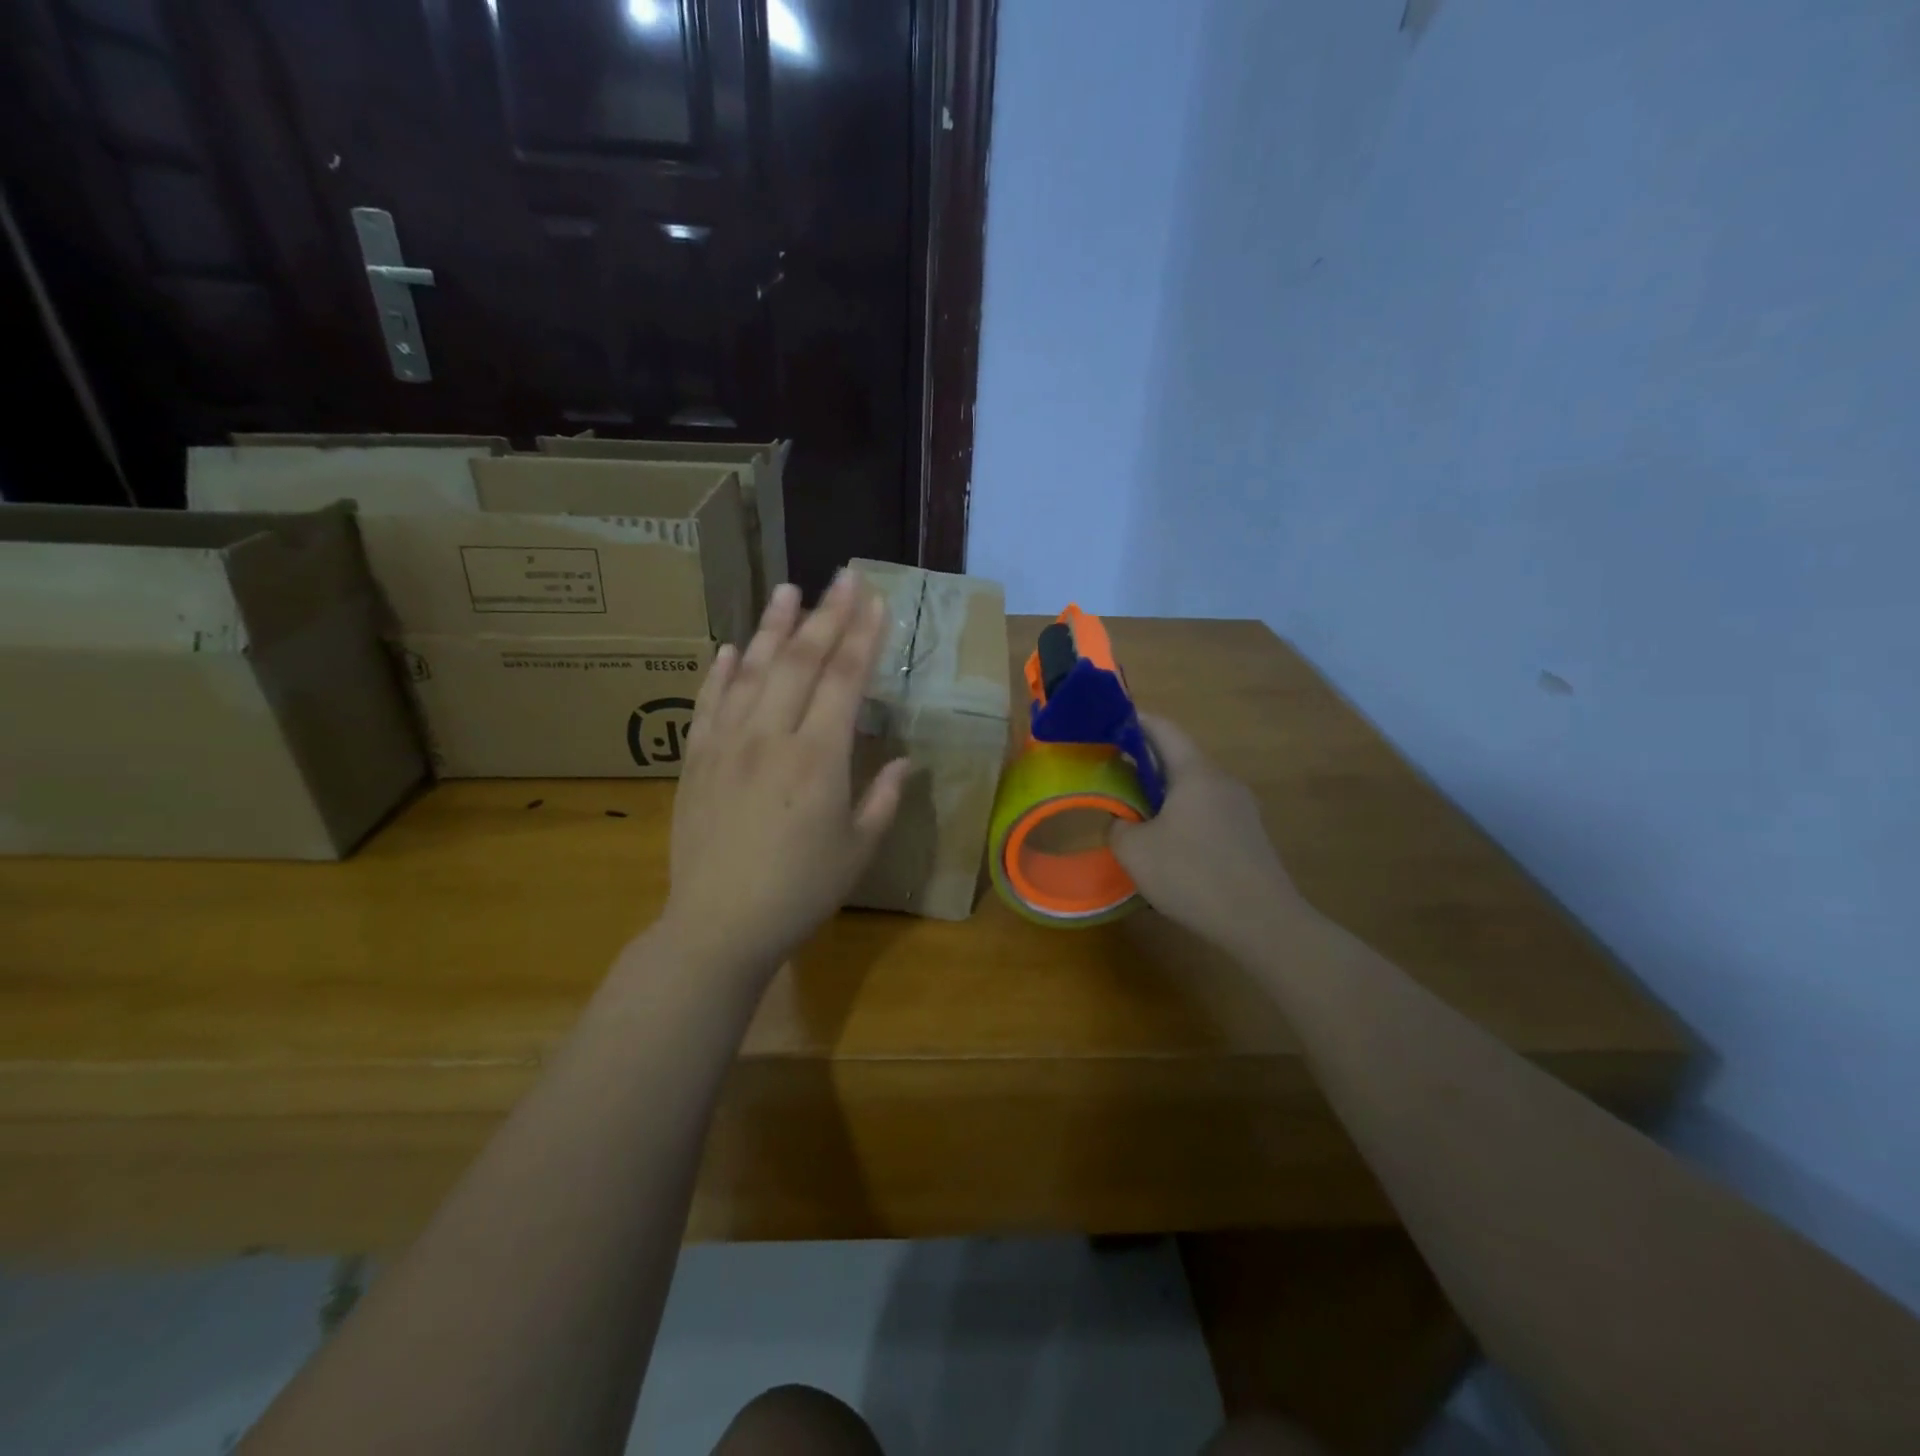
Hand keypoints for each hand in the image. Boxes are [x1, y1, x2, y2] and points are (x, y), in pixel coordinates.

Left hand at [660, 571, 909, 976]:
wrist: (718, 926)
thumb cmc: (800, 892)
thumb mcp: (858, 850)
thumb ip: (883, 797)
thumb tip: (903, 759)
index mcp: (817, 758)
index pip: (844, 681)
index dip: (863, 637)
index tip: (876, 601)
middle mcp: (771, 738)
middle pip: (799, 662)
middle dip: (826, 616)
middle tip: (843, 578)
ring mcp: (727, 745)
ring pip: (750, 672)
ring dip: (771, 628)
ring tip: (787, 590)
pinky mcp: (696, 761)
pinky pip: (708, 705)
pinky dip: (719, 673)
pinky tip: (728, 649)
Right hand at [1108, 714, 1307, 955]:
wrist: (1262, 922)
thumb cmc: (1192, 875)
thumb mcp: (1135, 851)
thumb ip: (1118, 827)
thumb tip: (1122, 821)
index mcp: (1196, 773)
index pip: (1162, 729)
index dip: (1133, 722)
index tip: (1106, 725)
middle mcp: (1222, 781)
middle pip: (1179, 758)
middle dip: (1143, 761)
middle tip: (1111, 773)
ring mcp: (1241, 808)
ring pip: (1194, 787)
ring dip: (1163, 792)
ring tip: (1134, 811)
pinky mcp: (1249, 835)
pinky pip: (1208, 811)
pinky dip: (1182, 814)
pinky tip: (1168, 844)